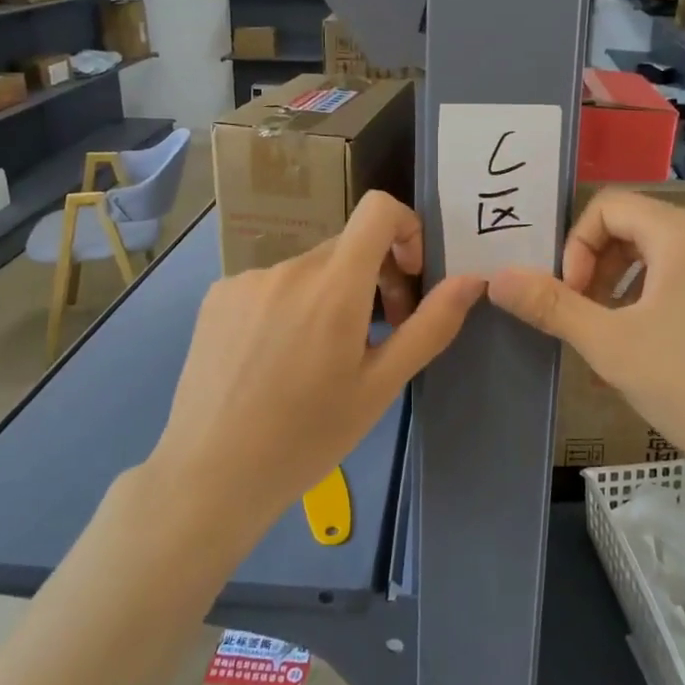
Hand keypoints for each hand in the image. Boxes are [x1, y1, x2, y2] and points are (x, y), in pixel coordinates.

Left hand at [148, 192, 484, 537]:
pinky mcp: (217, 296)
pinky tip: (277, 359)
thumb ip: (430, 326)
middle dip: (375, 278)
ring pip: (310, 269)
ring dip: (330, 295)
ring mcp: (247, 280)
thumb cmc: (308, 437)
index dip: (406, 228)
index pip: (378, 209)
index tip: (410, 277)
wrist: (210, 475)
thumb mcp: (381, 386)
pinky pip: (271, 283)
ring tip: (321, 358)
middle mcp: (288, 267)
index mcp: (333, 286)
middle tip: (376, 337)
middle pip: (347, 247)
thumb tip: (473, 279)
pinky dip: (290, 305)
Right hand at [488, 190, 684, 519]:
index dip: (577, 246)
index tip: (574, 297)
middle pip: (645, 227)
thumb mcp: (608, 345)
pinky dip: (682, 297)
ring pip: (680, 255)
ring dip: (640, 284)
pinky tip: (682, 351)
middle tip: (594, 317)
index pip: (610, 206)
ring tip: (631, 336)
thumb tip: (496, 278)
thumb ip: (550, 304)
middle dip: (605, 266)